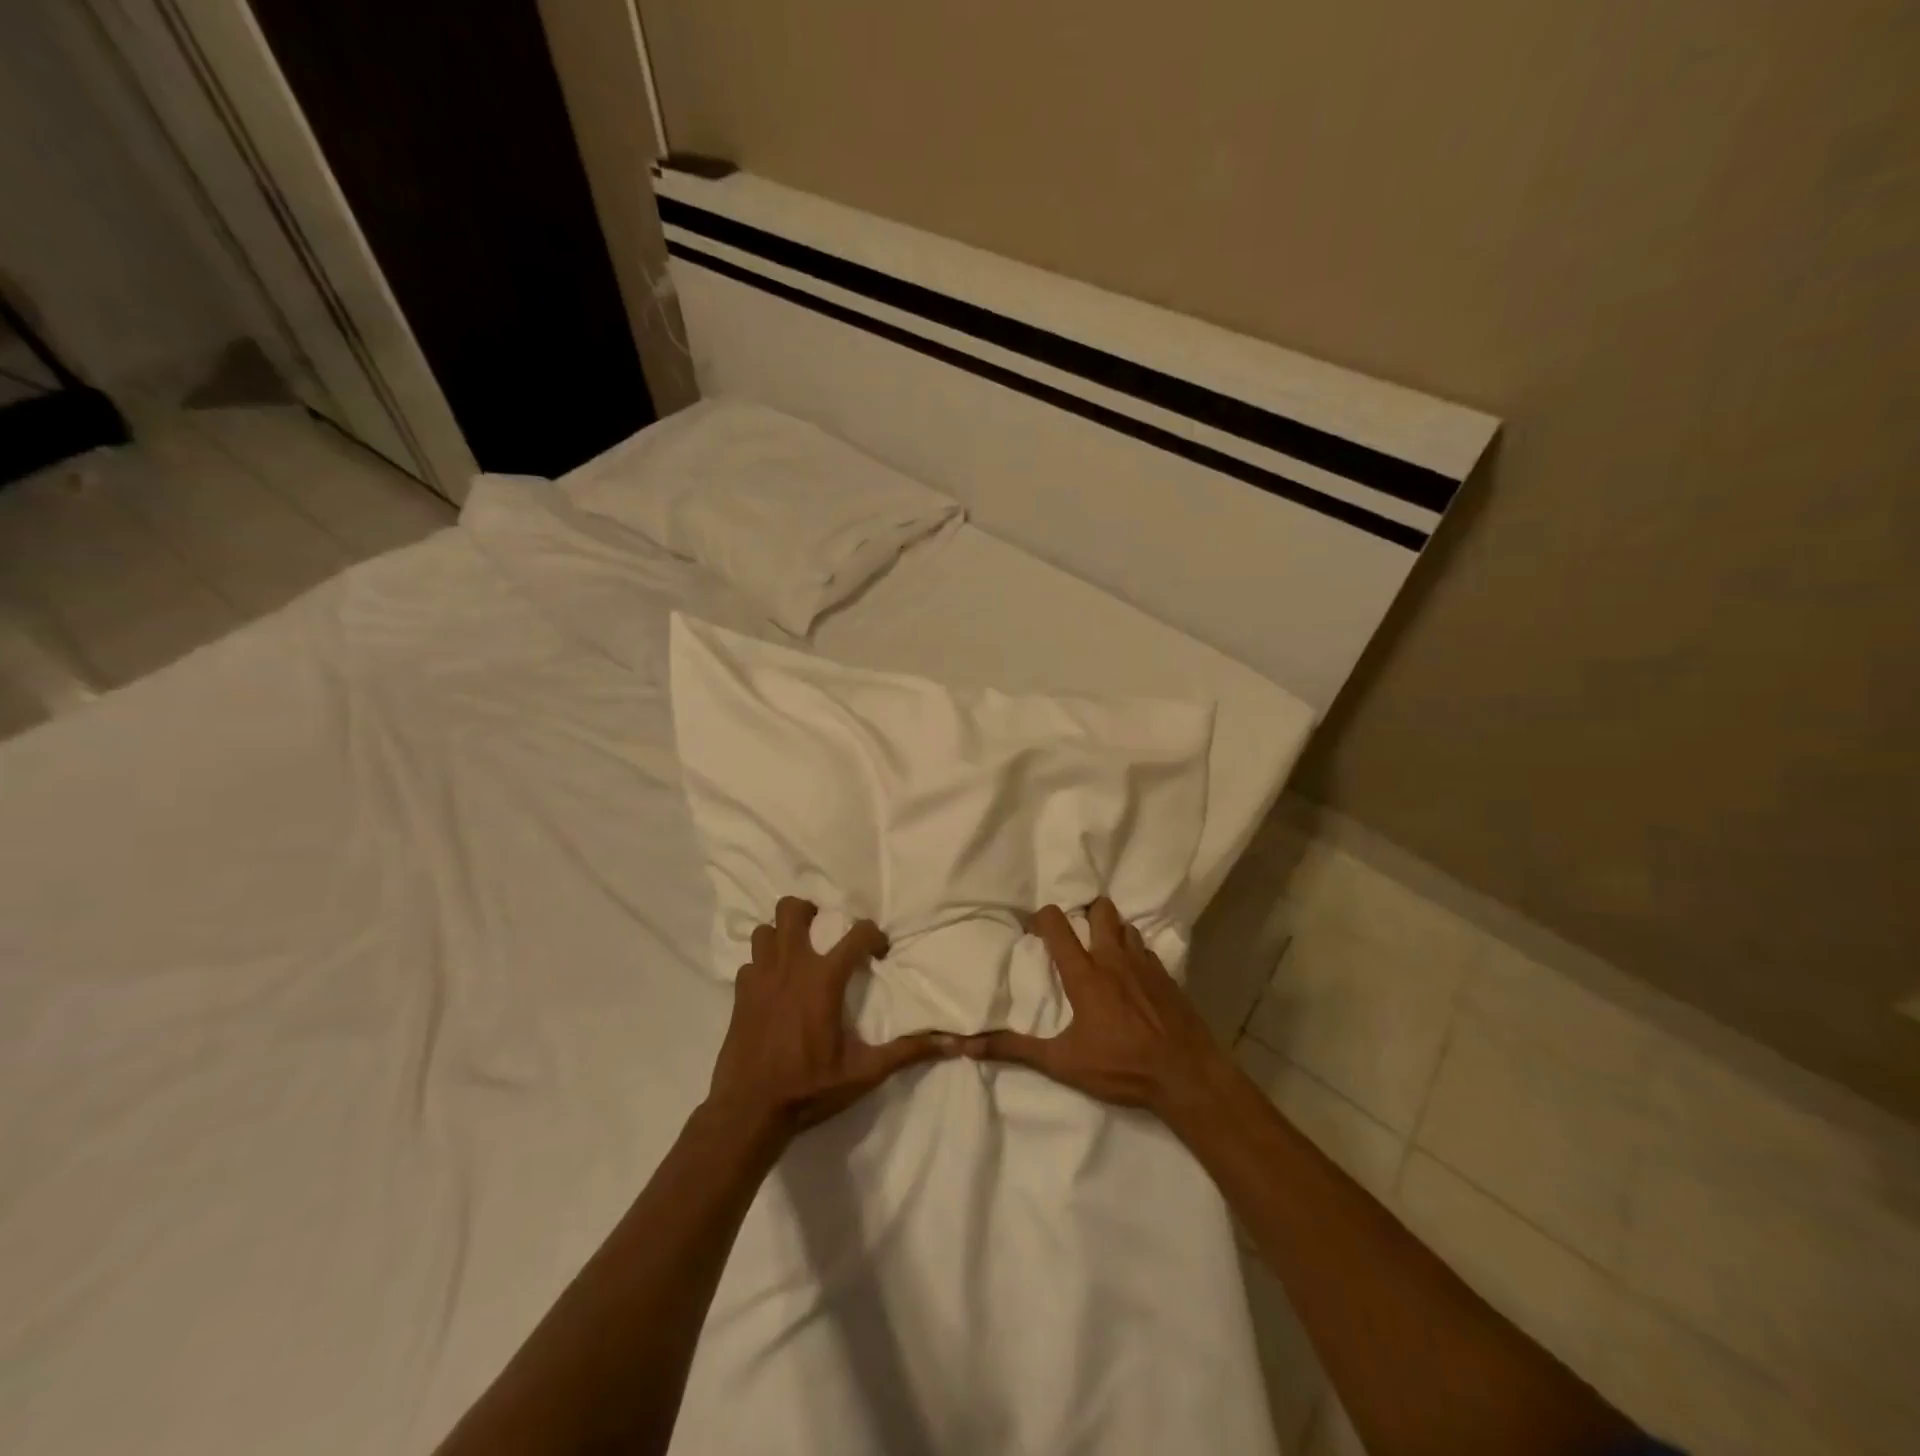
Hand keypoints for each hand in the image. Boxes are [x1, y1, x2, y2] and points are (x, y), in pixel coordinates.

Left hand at [706, 897, 957, 1137]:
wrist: (749, 1111)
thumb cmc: (809, 1088)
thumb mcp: (864, 1073)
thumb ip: (906, 1052)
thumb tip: (951, 1045)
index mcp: (824, 979)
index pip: (857, 934)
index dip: (874, 935)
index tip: (879, 952)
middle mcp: (791, 967)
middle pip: (792, 910)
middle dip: (809, 911)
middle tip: (823, 928)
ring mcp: (760, 978)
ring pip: (765, 930)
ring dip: (781, 934)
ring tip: (796, 951)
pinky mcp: (740, 994)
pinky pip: (750, 962)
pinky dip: (762, 965)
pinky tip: (772, 985)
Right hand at [962, 897, 1229, 1119]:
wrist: (1186, 1075)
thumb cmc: (1121, 1067)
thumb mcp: (1062, 1063)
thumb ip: (1015, 1050)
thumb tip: (968, 1044)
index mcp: (1085, 974)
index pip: (1058, 925)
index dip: (1042, 918)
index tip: (1033, 929)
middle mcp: (1114, 958)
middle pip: (1100, 910)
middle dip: (1085, 911)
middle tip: (1075, 929)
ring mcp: (1145, 964)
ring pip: (1126, 926)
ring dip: (1112, 929)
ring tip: (1103, 948)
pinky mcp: (1168, 977)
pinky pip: (1147, 950)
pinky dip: (1135, 953)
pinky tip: (1133, 975)